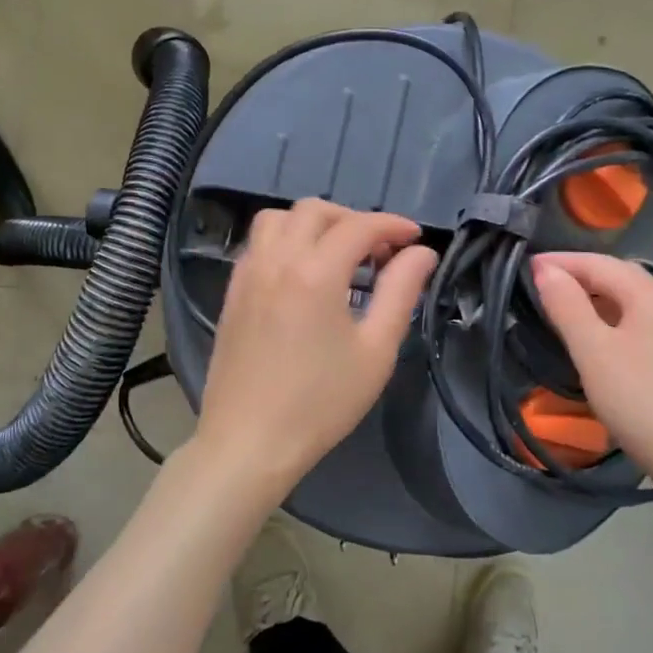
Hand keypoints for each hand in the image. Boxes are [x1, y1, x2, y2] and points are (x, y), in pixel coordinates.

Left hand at [193, 200, 437, 497]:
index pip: (359, 226)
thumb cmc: (321, 403)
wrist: (250, 442)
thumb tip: (421, 254)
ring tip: (338, 255)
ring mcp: (247, 275)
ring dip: (313, 224)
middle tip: (379, 250)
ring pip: (278, 219)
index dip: (392, 225)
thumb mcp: (376, 351)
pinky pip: (258, 245)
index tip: (415, 238)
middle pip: (314, 210)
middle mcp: (276, 260)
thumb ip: (400, 293)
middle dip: (353, 219)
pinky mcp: (231, 293)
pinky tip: (302, 274)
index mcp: (315, 272)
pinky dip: (285, 241)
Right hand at [530, 252, 652, 492]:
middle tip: (539, 285)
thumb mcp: (593, 351)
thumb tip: (545, 270)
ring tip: (561, 309)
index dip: (560, 262)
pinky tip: (598, 339)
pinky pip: (642, 324)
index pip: (598, 263)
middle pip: (619, 278)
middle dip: (578, 277)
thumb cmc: (640, 400)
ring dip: (595, 300)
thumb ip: (567, 306)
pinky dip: (613, 321)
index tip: (524, 266)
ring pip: (631, 302)